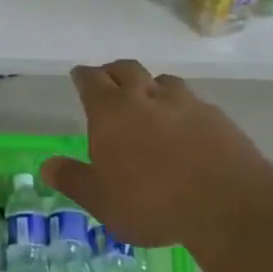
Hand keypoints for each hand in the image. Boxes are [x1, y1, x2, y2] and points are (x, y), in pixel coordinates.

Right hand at [42, 60, 265, 246]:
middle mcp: (144, 96)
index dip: (83, 77)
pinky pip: (192, 101)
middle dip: (113, 71)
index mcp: (111, 111)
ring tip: (148, 98)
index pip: (91, 80)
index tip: (79, 76)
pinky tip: (185, 124)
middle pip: (125, 69)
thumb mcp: (102, 200)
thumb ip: (73, 179)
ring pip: (161, 80)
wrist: (225, 202)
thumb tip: (46, 166)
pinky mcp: (214, 116)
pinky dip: (181, 106)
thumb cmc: (151, 202)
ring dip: (150, 84)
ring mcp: (183, 102)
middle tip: (108, 80)